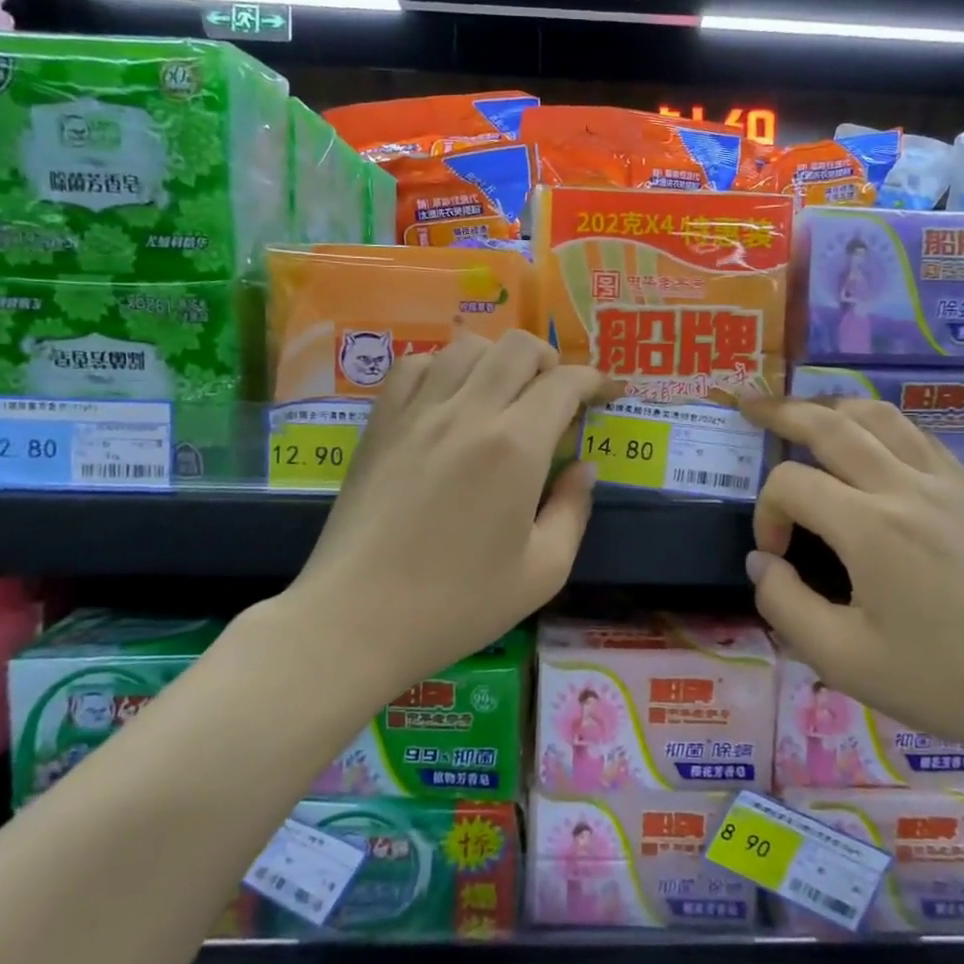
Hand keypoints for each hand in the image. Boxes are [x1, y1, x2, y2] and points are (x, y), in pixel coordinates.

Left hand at [284, 330, 604, 689]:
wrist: (356, 618)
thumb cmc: (458, 604)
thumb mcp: (543, 572)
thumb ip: (573, 510)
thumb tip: (584, 468)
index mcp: (516, 447)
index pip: (564, 383)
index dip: (594, 379)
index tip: (607, 392)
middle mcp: (468, 413)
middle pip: (517, 347)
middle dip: (550, 359)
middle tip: (557, 393)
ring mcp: (418, 412)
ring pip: (466, 346)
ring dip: (498, 358)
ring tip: (505, 391)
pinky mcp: (380, 423)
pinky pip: (414, 365)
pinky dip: (443, 365)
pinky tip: (449, 396)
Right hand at [737, 396, 963, 763]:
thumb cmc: (943, 681)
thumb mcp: (843, 659)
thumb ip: (784, 604)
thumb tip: (762, 561)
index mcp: (869, 527)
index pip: (791, 485)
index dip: (766, 514)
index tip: (775, 556)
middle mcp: (904, 487)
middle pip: (830, 424)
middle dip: (781, 412)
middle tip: (748, 405)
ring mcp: (944, 483)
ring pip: (878, 415)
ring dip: (832, 405)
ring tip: (803, 409)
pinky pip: (917, 435)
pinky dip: (880, 422)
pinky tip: (870, 437)